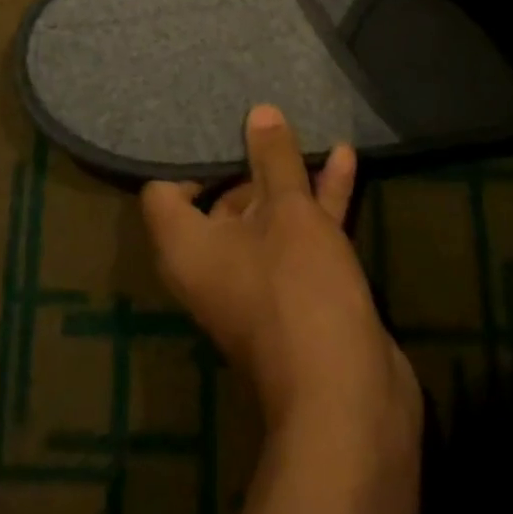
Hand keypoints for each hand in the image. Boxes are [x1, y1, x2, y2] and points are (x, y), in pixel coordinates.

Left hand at [141, 105, 419, 436]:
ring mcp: (259, 281)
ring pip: (268, 215)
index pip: (163, 192)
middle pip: (220, 199)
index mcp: (188, 248)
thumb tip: (258, 112)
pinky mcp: (299, 293)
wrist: (349, 403)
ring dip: (289, 177)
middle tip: (259, 110)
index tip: (206, 121)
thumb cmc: (299, 292)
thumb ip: (273, 160)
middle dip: (246, 158)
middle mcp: (214, 264)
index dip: (181, 156)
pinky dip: (319, 201)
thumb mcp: (288, 213)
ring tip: (302, 124)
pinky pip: (300, 235)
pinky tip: (344, 156)